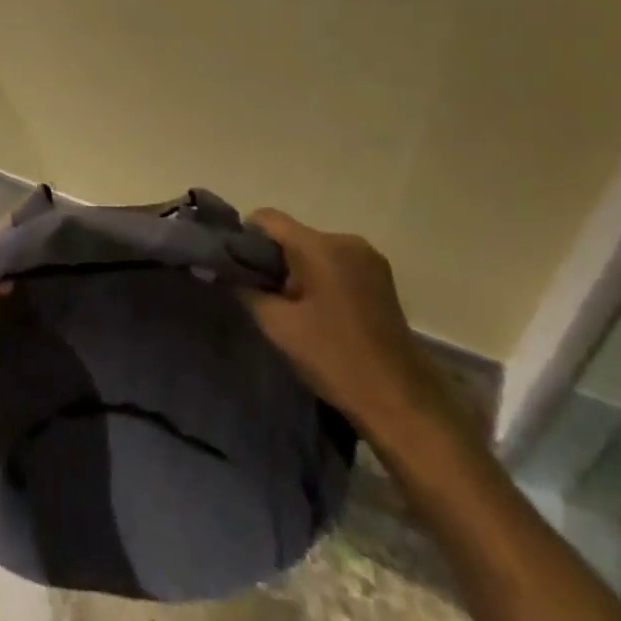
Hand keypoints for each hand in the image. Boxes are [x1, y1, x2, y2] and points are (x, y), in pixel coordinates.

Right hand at [243, 209, 462, 452]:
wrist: (401, 402)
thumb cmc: (334, 358)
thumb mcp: (277, 324)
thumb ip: (244, 288)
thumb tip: (219, 269)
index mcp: (321, 246)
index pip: (267, 219)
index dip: (244, 238)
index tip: (234, 268)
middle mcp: (347, 240)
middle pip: (292, 234)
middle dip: (271, 258)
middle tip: (260, 295)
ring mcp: (369, 259)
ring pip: (313, 250)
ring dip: (296, 270)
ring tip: (289, 309)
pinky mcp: (381, 279)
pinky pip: (335, 264)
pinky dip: (318, 278)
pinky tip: (316, 312)